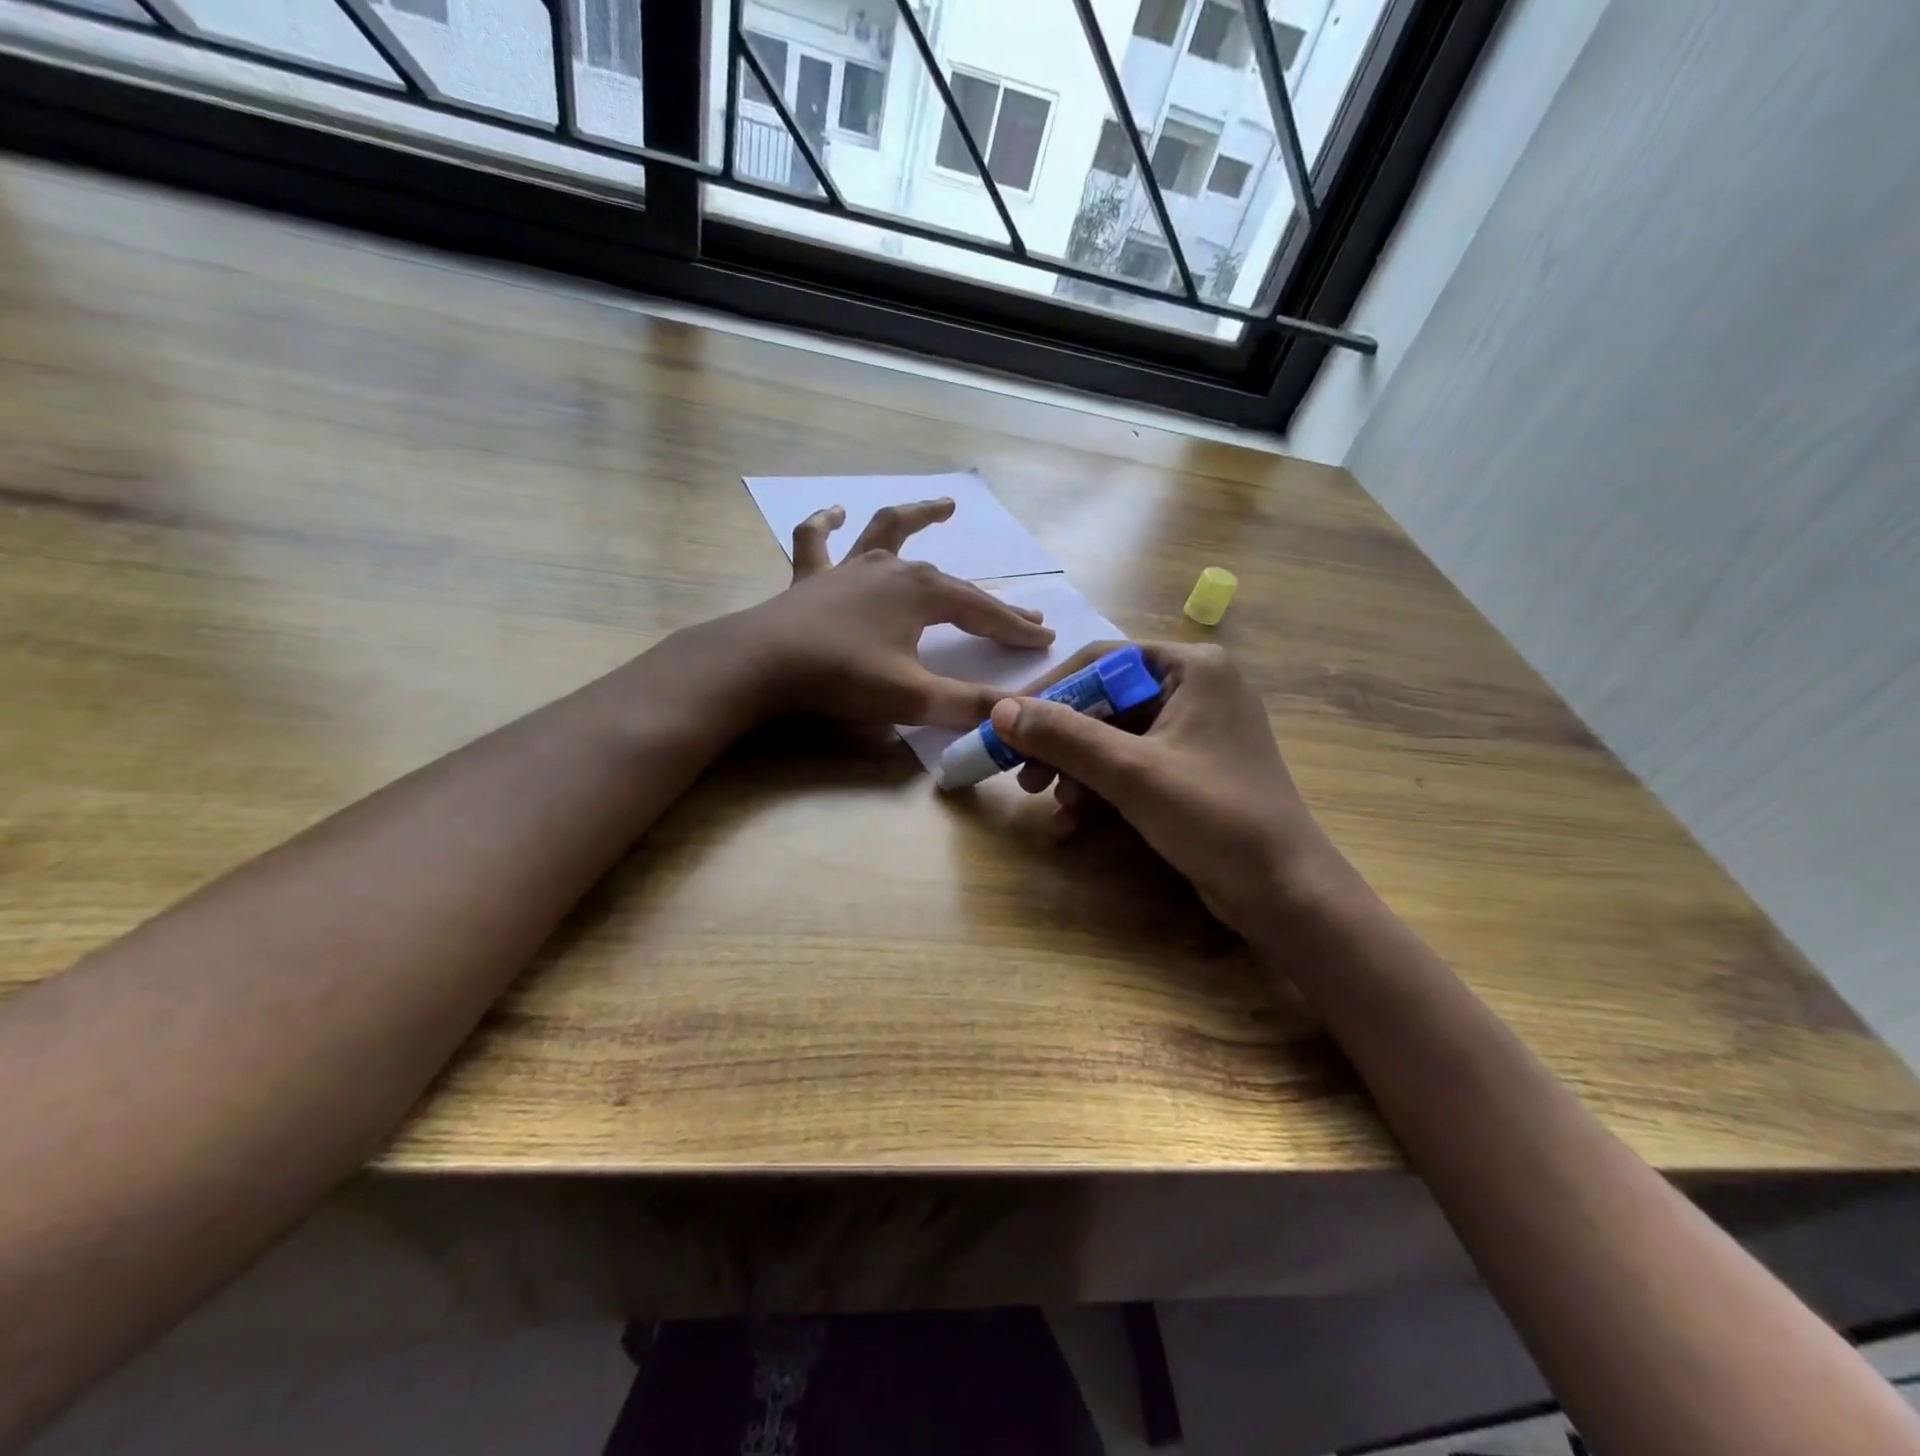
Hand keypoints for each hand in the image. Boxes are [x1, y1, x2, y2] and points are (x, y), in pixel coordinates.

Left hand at [730, 498, 1054, 726]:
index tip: (1045, 640)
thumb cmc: (842, 677)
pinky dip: (826, 523)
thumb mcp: (913, 699)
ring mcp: (849, 568)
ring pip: (890, 533)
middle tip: (1023, 614)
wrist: (762, 664)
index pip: (982, 613)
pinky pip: (818, 541)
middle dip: (990, 602)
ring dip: (919, 518)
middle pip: (953, 583)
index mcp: (923, 594)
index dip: (1015, 629)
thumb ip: (966, 706)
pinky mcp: (811, 578)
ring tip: (945, 506)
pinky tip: (834, 511)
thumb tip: (1014, 715)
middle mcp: (892, 570)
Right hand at [991, 642, 1357, 938]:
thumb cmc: (1214, 816)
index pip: (1101, 661)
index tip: (1006, 722)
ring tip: (1047, 801)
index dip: (1050, 691)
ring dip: (1075, 768)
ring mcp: (1194, 731)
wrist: (1283, 891)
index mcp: (1192, 668)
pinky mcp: (1190, 768)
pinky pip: (1131, 764)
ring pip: (1113, 736)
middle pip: (1104, 701)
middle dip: (1061, 740)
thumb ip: (1064, 736)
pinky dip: (1100, 786)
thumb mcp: (1131, 772)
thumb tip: (999, 710)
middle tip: (1022, 772)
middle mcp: (1194, 689)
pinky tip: (1074, 818)